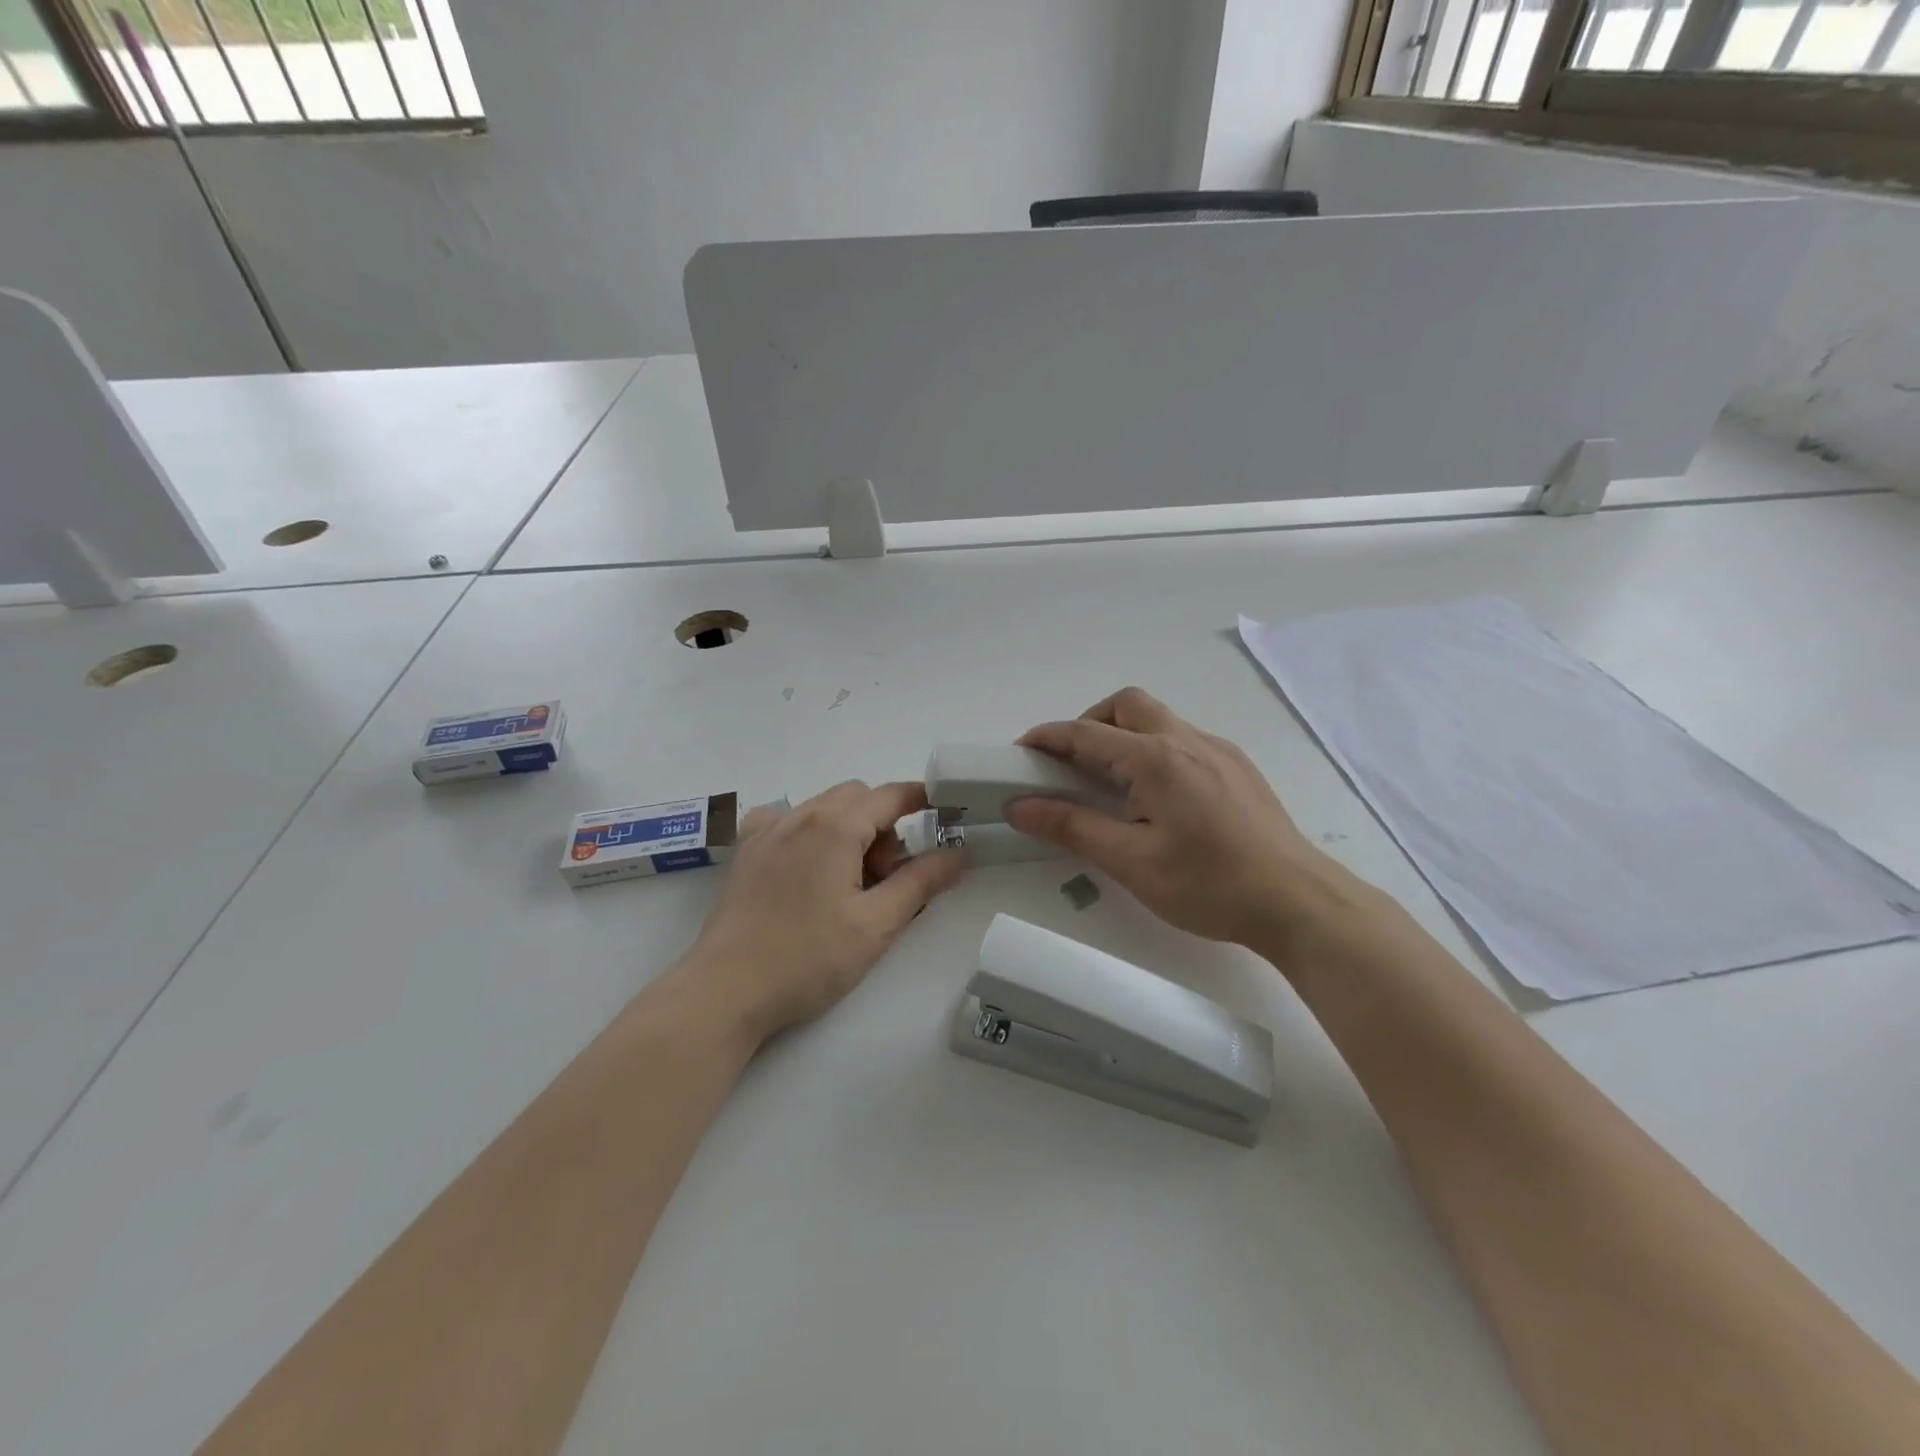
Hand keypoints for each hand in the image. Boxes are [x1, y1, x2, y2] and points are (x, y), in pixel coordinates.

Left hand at [685, 781, 966, 1043]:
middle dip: (883, 826)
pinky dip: (811, 834)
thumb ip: (921, 883)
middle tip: (885, 879)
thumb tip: (959, 855)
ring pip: (823, 809)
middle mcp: (798, 815)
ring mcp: (765, 831)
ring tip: (848, 885)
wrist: (725, 991)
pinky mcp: (745, 852)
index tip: (943, 812)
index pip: (889, 795)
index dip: (921, 798)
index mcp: (833, 826)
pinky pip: (788, 822)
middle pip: (857, 798)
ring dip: (849, 831)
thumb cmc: (808, 959)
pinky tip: (808, 871)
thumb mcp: (876, 925)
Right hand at [1006, 688, 1340, 947]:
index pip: (1087, 733)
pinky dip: (1152, 750)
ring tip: (1109, 783)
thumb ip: (1072, 827)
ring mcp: (1219, 750)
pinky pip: (1183, 739)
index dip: (1048, 738)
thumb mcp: (1131, 862)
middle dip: (1089, 723)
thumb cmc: (1209, 885)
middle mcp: (1188, 740)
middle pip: (1127, 704)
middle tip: (1069, 764)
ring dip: (1122, 735)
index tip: (1019, 752)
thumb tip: (1019, 807)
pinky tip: (1155, 796)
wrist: (1298, 902)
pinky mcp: (1238, 767)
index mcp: (1157, 759)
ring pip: (1158, 719)